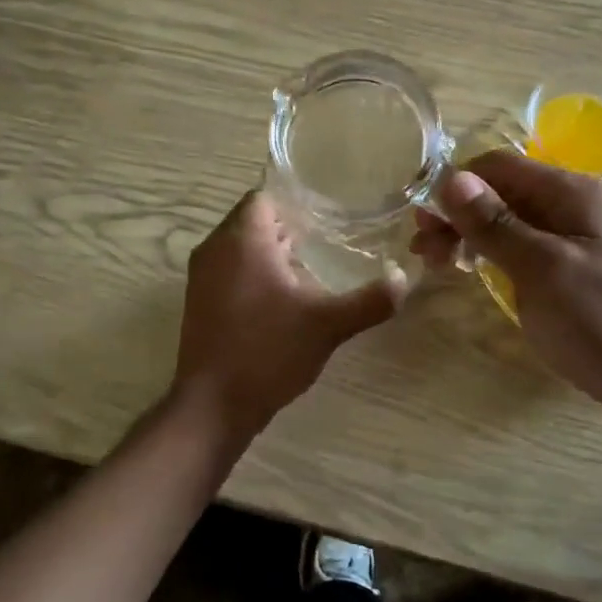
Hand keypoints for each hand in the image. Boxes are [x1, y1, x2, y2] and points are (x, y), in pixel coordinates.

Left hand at [173, 190, 404, 438]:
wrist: (213, 404)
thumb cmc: (268, 352)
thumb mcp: (327, 325)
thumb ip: (369, 300)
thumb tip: (403, 279)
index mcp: (242, 240)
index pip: (263, 196)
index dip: (294, 202)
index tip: (326, 216)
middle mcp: (215, 249)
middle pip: (250, 219)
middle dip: (286, 226)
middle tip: (325, 240)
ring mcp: (201, 276)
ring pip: (238, 246)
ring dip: (269, 251)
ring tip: (308, 268)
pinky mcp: (198, 301)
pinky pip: (228, 269)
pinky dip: (252, 273)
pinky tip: (282, 298)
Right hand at [411, 149, 601, 418]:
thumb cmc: (600, 321)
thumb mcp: (541, 269)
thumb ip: (494, 222)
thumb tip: (449, 178)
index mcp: (574, 192)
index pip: (500, 166)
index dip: (457, 185)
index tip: (423, 221)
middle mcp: (576, 204)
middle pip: (503, 190)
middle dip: (459, 212)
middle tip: (423, 250)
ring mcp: (576, 235)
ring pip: (509, 218)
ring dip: (470, 233)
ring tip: (438, 262)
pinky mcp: (573, 265)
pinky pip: (523, 243)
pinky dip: (492, 251)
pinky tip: (472, 269)